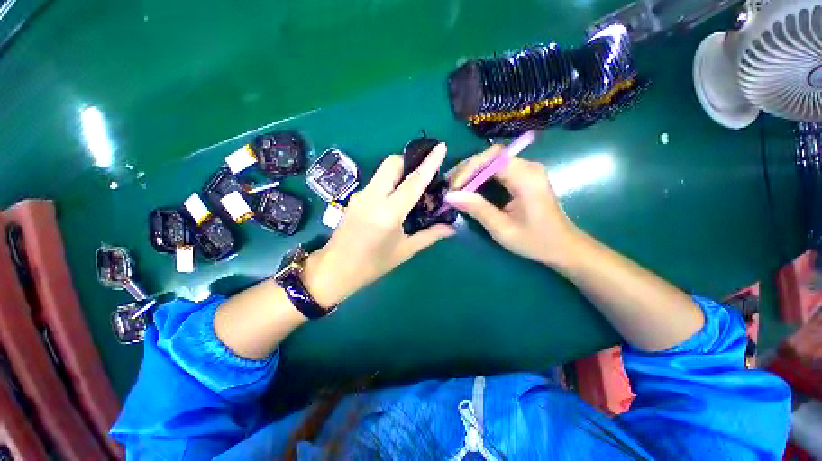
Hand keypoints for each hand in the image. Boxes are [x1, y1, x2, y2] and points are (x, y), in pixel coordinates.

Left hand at [302, 143, 454, 306]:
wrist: (335, 269)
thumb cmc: (373, 264)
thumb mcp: (404, 251)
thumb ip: (429, 235)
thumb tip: (452, 228)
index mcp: (388, 213)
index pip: (413, 182)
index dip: (429, 163)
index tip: (441, 147)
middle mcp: (372, 197)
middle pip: (392, 163)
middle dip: (410, 161)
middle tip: (424, 173)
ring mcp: (360, 195)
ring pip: (382, 170)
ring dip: (399, 171)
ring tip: (412, 186)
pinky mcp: (354, 197)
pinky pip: (376, 181)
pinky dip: (389, 182)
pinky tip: (395, 197)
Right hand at [445, 145, 578, 267]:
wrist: (563, 246)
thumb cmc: (535, 241)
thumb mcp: (502, 229)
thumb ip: (477, 209)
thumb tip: (450, 196)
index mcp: (526, 177)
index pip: (492, 158)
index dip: (469, 168)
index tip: (453, 187)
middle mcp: (528, 167)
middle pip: (491, 156)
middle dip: (467, 169)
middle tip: (450, 186)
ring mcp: (527, 170)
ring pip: (493, 161)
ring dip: (472, 171)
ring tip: (455, 186)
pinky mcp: (524, 176)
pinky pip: (498, 169)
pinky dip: (481, 176)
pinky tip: (469, 186)